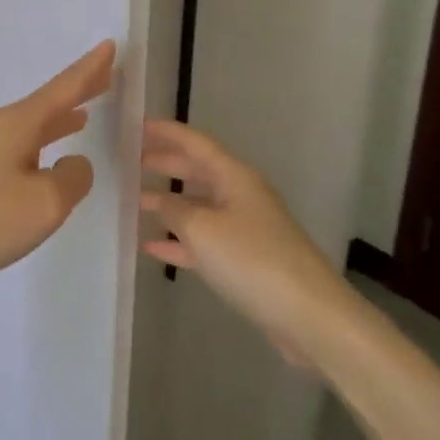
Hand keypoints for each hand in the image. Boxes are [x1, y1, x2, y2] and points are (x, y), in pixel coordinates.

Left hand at [0, 41, 115, 291]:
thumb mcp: (45, 202)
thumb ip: (72, 178)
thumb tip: (75, 164)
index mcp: (20, 124)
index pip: (64, 88)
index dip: (90, 69)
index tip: (110, 45)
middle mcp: (2, 129)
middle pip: (48, 103)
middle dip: (77, 90)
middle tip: (105, 75)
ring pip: (34, 126)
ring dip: (60, 118)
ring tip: (84, 112)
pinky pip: (22, 148)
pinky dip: (43, 144)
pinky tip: (46, 159)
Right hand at [140, 119, 350, 358]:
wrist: (307, 314)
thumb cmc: (251, 260)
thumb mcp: (202, 230)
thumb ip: (173, 209)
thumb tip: (158, 200)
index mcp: (235, 177)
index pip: (196, 143)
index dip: (167, 132)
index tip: (137, 125)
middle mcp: (241, 196)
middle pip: (198, 171)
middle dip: (167, 164)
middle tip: (132, 160)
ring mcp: (245, 228)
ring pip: (200, 207)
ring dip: (170, 203)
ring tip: (136, 201)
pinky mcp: (245, 260)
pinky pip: (205, 241)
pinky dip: (179, 241)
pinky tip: (153, 247)